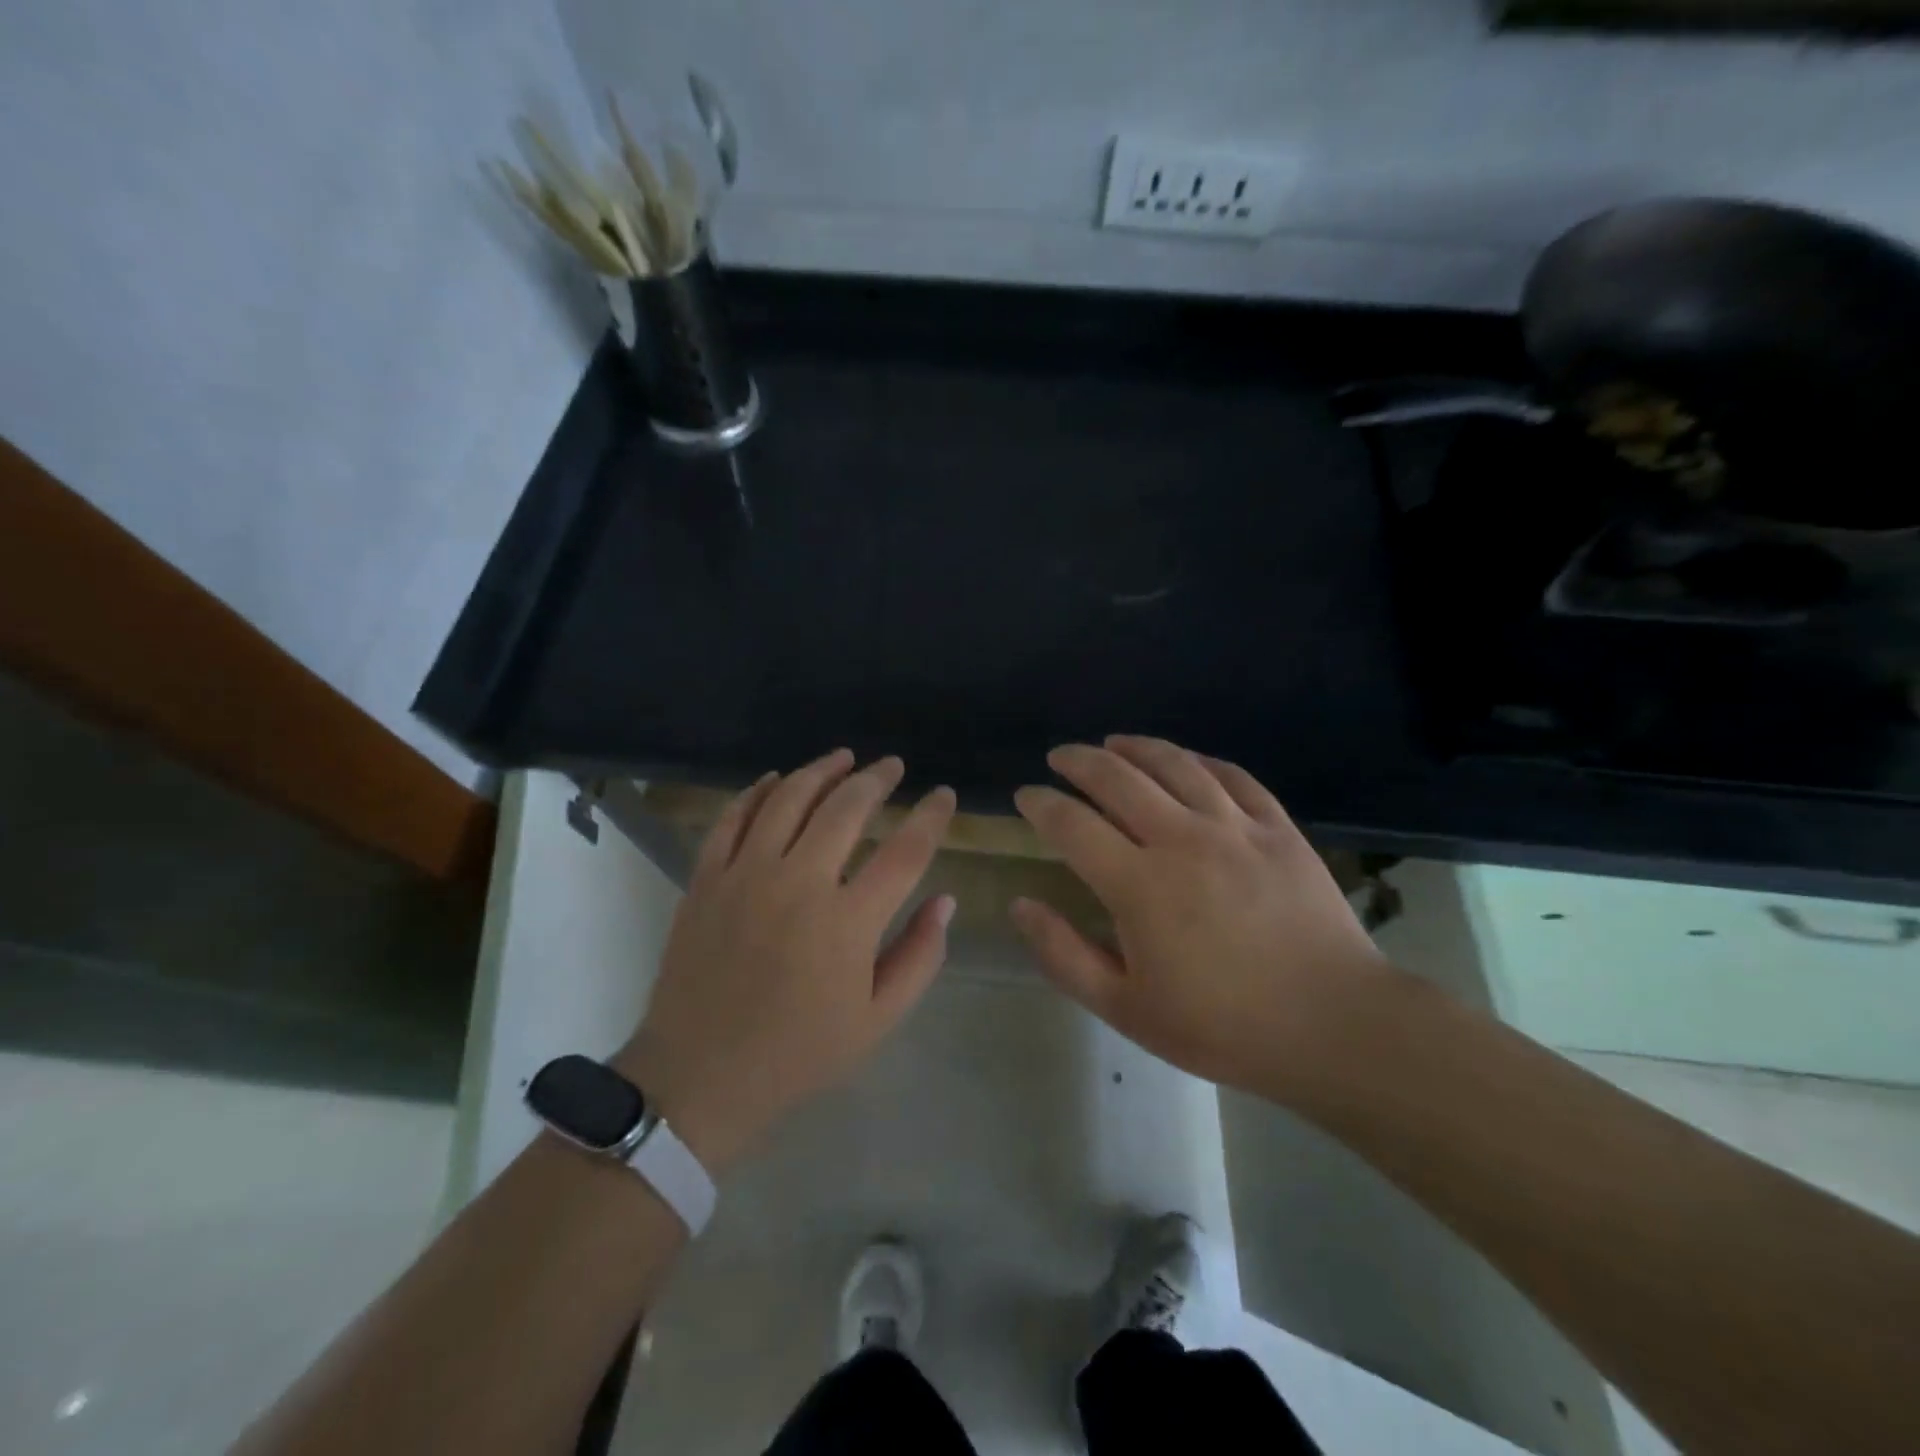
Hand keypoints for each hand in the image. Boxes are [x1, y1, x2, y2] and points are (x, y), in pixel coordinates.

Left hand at [616, 751, 956, 1172]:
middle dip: (876, 778)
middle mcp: (799, 883)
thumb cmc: (799, 1053)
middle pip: (846, 808)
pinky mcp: (707, 878)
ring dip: (820, 771)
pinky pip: (732, 818)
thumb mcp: (877, 1020)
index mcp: (848, 922)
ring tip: (843, 758)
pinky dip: (757, 791)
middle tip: (892, 766)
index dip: (930, 816)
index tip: (943, 794)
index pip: (905, 851)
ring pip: (788, 799)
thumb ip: (920, 956)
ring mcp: (746, 875)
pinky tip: (775, 780)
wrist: (699, 1076)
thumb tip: (944, 900)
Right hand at [1010, 736, 1393, 1100]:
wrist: (1333, 1026)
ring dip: (1135, 747)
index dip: (1041, 803)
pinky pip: (1233, 776)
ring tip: (1113, 742)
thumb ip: (1064, 954)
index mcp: (1138, 884)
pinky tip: (1186, 760)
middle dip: (1079, 761)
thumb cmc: (1221, 1025)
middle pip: (1118, 778)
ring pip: (1175, 765)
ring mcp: (1235, 828)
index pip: (1072, 824)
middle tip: (1060, 757)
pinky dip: (1200, 761)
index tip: (1025, 795)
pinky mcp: (1278, 829)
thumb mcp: (1125, 1008)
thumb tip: (1020, 905)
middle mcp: (1181, 839)